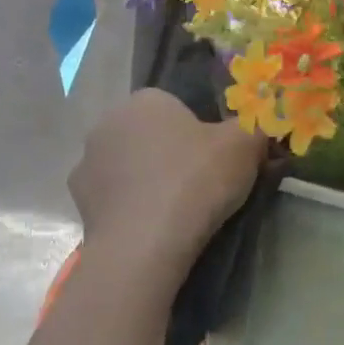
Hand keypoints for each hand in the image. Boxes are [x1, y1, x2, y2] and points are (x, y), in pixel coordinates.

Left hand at [69, 89, 268, 289]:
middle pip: (150, 135)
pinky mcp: (79, 201)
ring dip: (147, 180)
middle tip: (201, 186)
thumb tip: (264, 124)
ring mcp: (87, 162)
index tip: (217, 161)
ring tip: (176, 212)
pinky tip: (151, 226)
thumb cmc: (195, 182)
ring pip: (129, 166)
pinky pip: (114, 197)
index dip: (201, 133)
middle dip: (170, 154)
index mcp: (146, 100)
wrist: (144, 245)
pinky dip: (131, 207)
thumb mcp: (244, 146)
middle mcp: (108, 122)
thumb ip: (256, 127)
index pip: (177, 108)